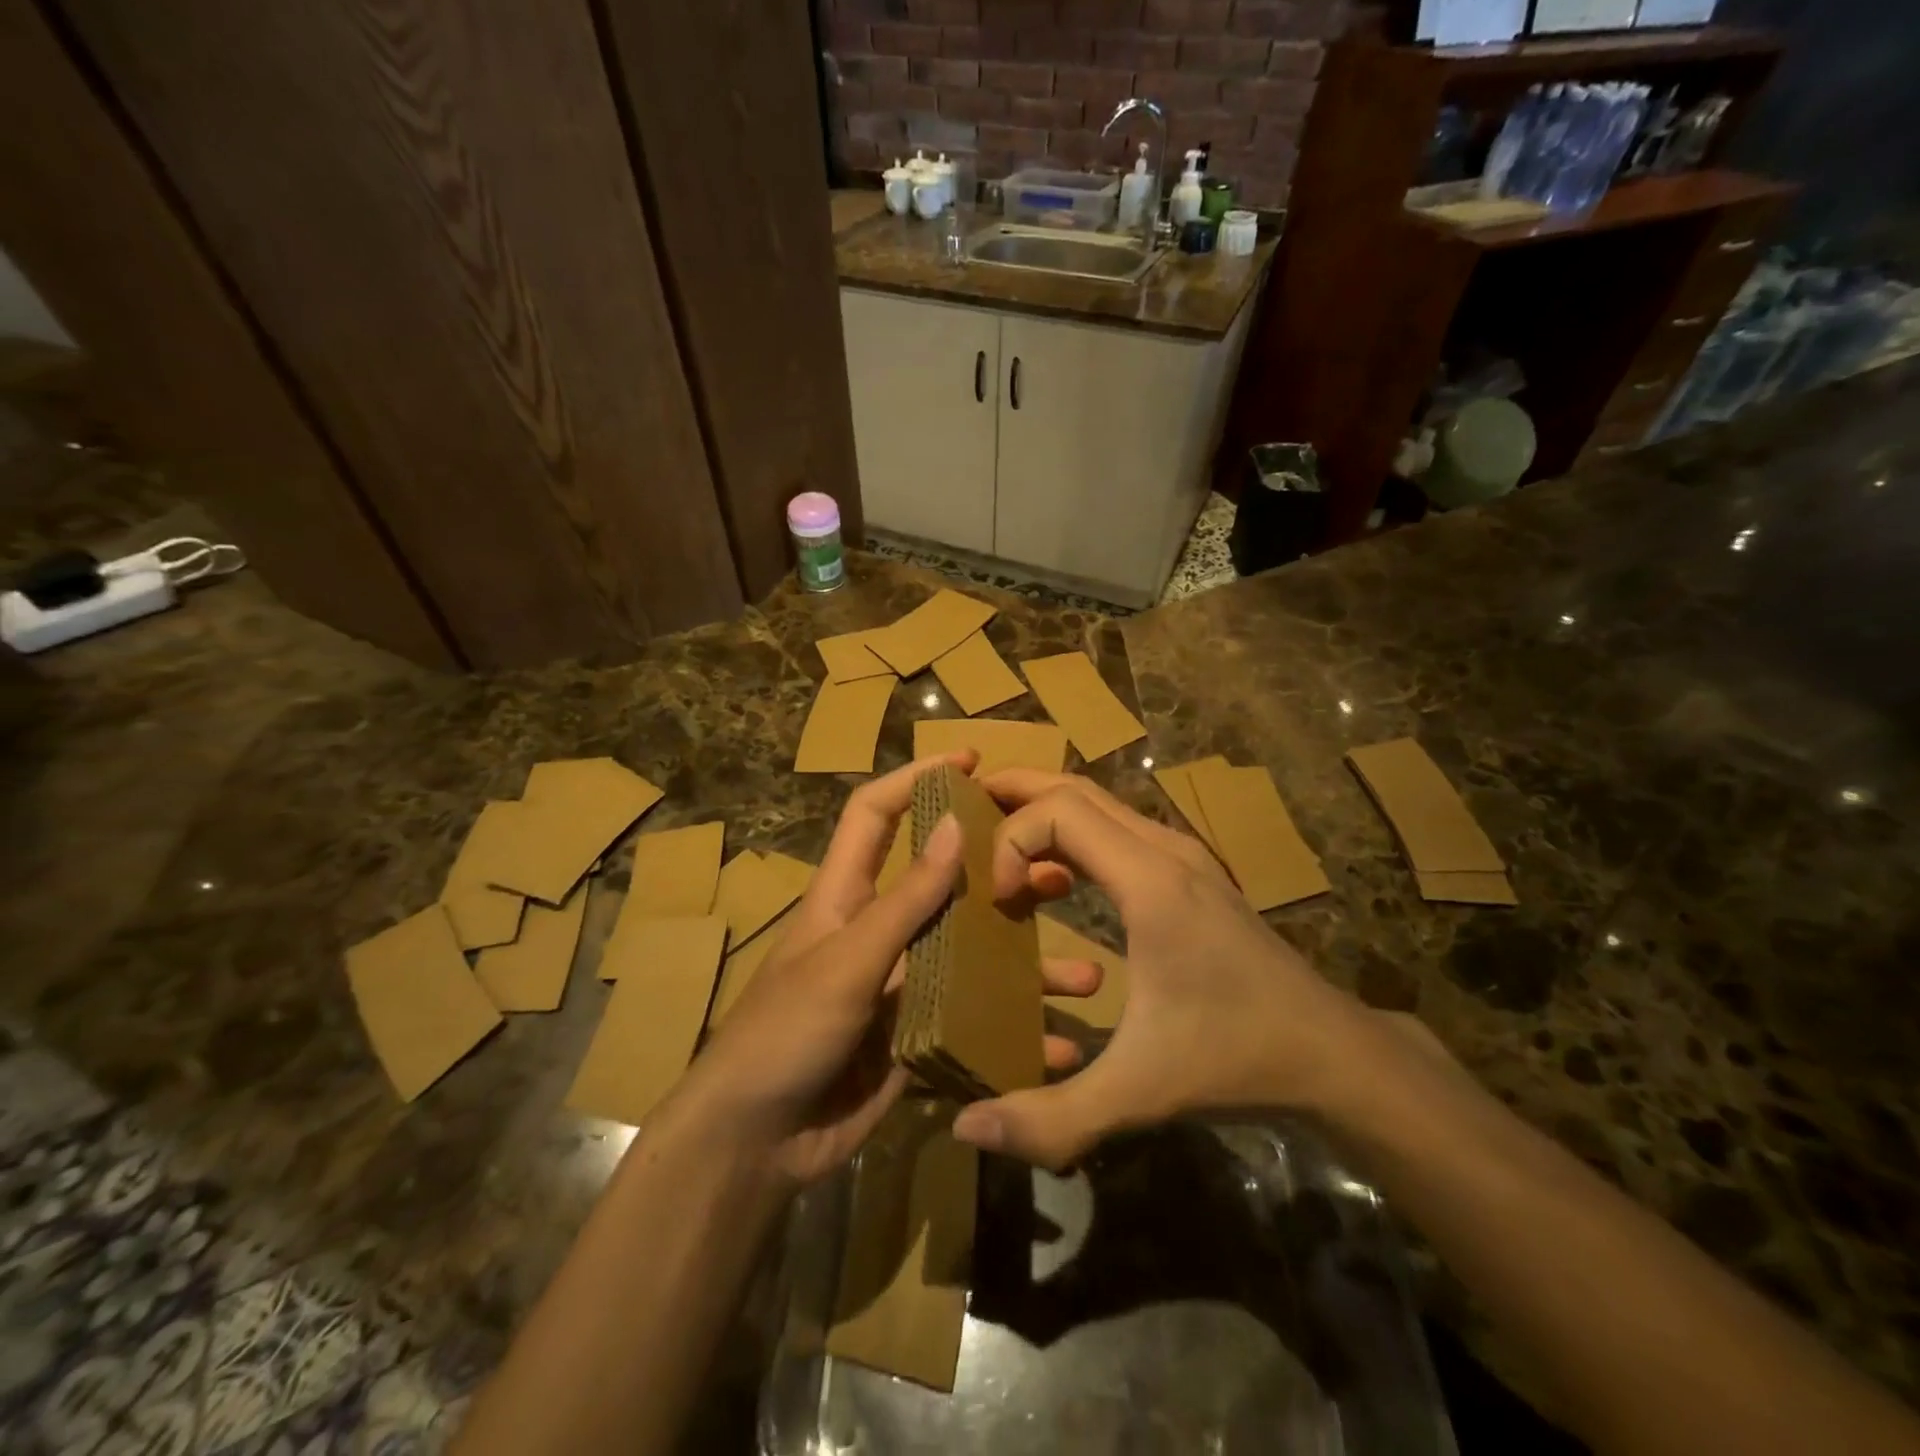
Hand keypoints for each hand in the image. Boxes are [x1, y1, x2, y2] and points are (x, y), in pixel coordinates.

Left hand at [678, 754, 1097, 1187]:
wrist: (755, 1147)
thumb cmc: (785, 1035)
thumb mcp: (846, 962)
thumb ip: (904, 901)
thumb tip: (954, 825)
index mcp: (846, 896)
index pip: (875, 814)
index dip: (915, 779)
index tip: (970, 760)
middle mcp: (878, 932)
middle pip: (944, 886)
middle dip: (999, 875)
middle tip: (1059, 869)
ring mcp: (900, 987)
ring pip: (972, 960)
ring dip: (1025, 968)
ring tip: (1085, 977)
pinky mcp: (915, 1040)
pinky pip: (973, 1025)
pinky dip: (1012, 1035)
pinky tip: (1057, 1049)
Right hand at [950, 771, 1372, 1169]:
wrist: (1330, 1052)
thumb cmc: (1234, 1058)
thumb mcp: (1139, 1093)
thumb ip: (1052, 1118)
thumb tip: (966, 1129)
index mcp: (1150, 882)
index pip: (1060, 811)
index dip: (1011, 839)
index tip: (994, 898)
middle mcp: (1164, 850)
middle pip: (1076, 787)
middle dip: (1014, 791)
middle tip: (962, 813)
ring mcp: (1181, 856)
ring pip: (1098, 802)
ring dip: (1043, 811)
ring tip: (996, 843)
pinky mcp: (1189, 873)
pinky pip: (1116, 830)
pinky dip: (1072, 834)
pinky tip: (1054, 881)